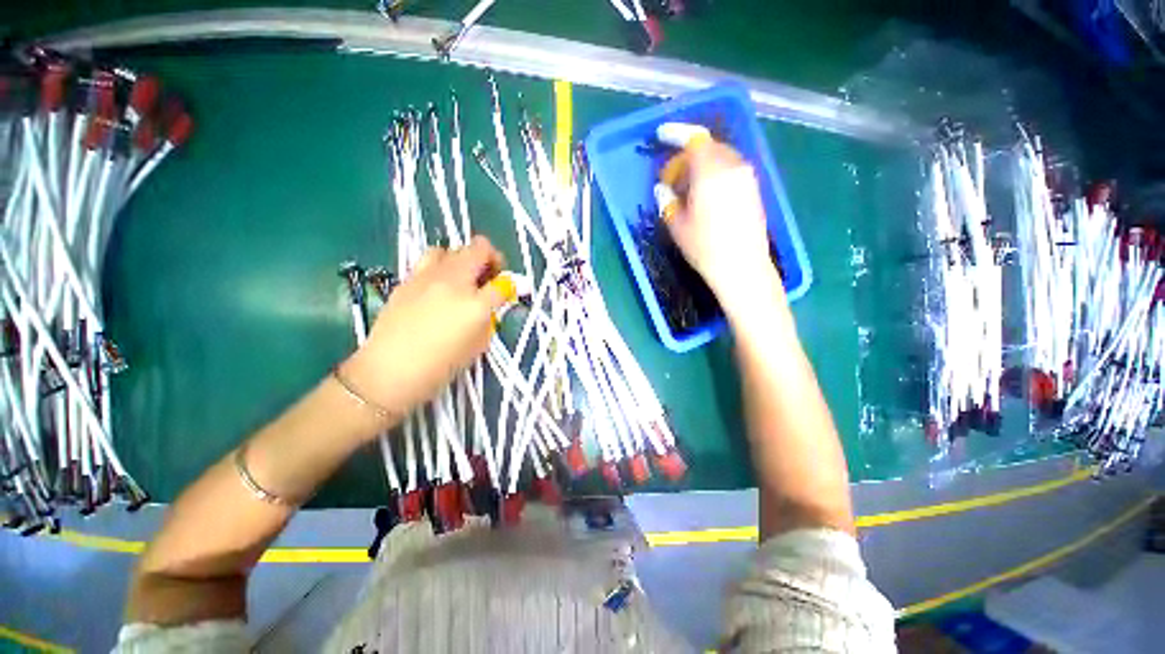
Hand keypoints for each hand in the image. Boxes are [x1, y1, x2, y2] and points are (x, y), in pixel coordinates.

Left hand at [341, 236, 506, 417]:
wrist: (388, 372)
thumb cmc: (439, 367)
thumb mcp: (477, 347)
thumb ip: (489, 321)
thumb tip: (491, 306)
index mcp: (475, 305)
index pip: (502, 284)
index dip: (508, 286)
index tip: (506, 293)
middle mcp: (453, 282)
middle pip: (479, 249)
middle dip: (491, 259)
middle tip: (489, 277)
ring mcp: (427, 277)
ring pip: (450, 249)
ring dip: (462, 258)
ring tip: (462, 277)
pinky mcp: (407, 280)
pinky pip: (428, 261)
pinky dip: (441, 267)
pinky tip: (438, 287)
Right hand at [664, 141, 781, 311]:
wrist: (742, 267)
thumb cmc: (705, 248)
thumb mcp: (677, 226)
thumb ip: (668, 201)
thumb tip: (663, 189)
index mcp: (711, 172)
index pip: (694, 139)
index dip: (676, 134)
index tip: (661, 136)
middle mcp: (733, 167)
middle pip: (708, 147)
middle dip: (686, 155)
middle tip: (671, 176)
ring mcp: (747, 177)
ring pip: (720, 157)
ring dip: (701, 165)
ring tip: (687, 188)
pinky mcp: (754, 189)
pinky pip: (731, 169)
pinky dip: (715, 173)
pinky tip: (705, 195)